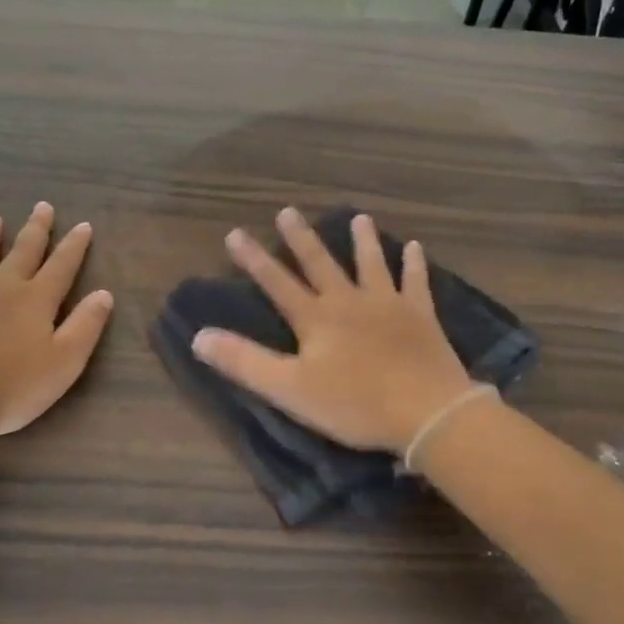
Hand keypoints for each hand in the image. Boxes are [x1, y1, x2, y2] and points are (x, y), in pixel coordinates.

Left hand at [0, 203, 113, 446]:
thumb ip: (85, 327)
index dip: (74, 246)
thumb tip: (104, 293)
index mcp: (36, 301)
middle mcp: (1, 288)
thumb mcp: (63, 364)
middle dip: (36, 230)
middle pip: (23, 252)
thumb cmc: (9, 389)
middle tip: (42, 206)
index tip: (83, 225)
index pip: (61, 266)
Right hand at [191, 208, 474, 453]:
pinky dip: (413, 264)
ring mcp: (388, 305)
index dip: (254, 260)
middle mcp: (349, 301)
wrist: (425, 411)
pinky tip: (414, 247)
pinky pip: (415, 282)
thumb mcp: (289, 389)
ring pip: (371, 264)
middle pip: (320, 264)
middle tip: (288, 211)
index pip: (277, 283)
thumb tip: (198, 336)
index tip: (236, 233)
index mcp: (316, 319)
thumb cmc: (353, 404)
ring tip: (358, 217)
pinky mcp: (420, 316)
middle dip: (301, 239)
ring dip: (362, 241)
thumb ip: (244, 361)